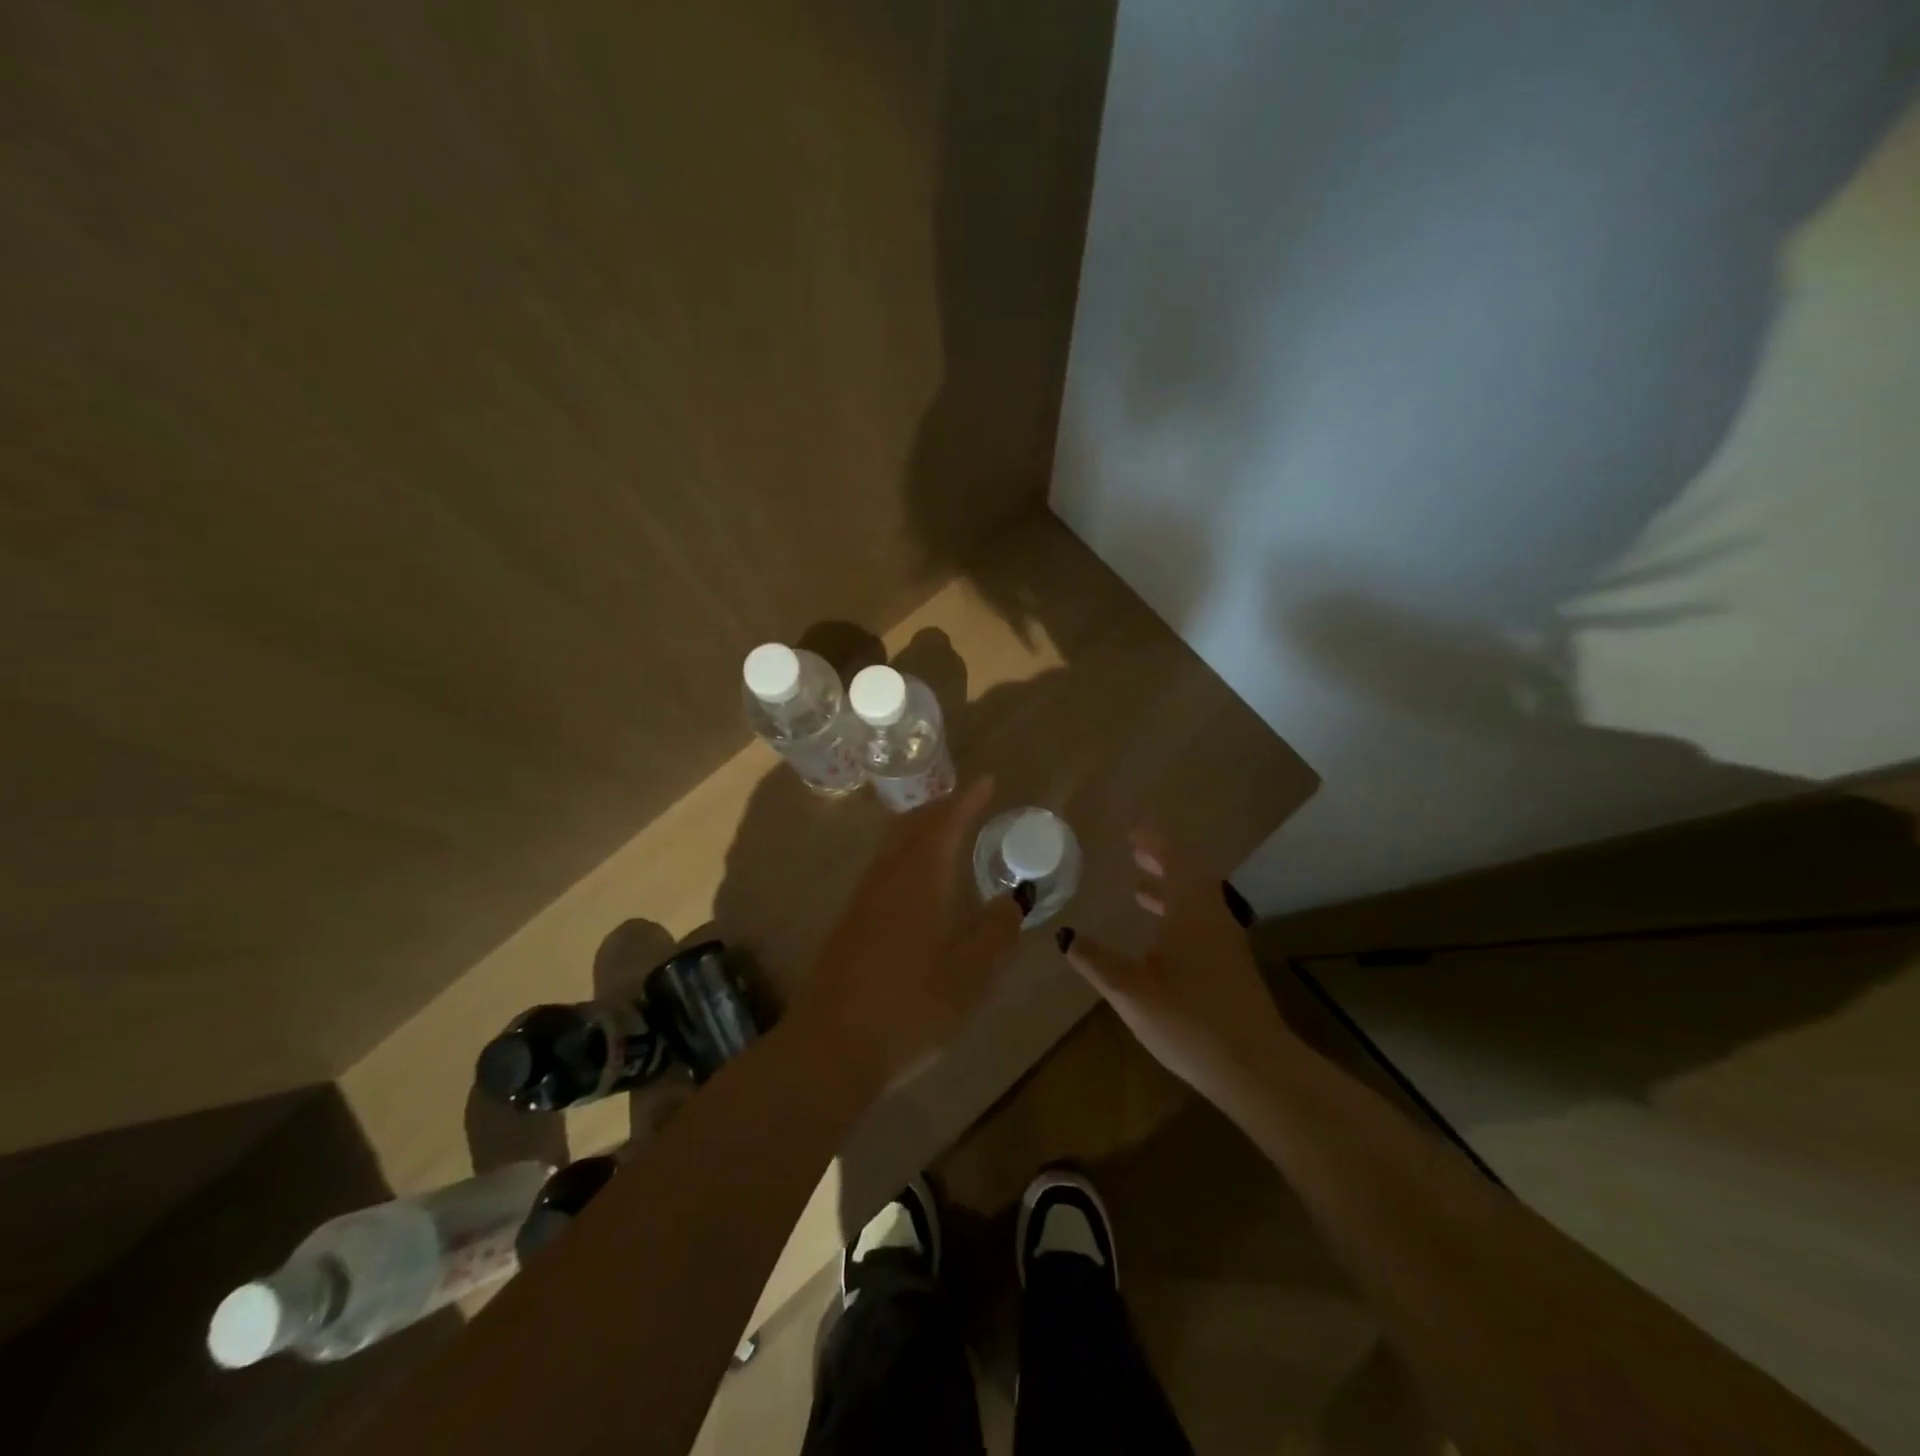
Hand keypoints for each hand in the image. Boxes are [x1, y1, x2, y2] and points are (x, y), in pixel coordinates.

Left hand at [799, 777, 1022, 1089]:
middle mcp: (888, 877)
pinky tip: (918, 882)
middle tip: (968, 801)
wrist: (830, 1048)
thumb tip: (1014, 899)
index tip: (987, 782)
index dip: (968, 800)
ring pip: (894, 845)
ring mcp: (863, 899)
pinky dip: (907, 854)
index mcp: (920, 879)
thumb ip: (997, 932)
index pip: (946, 823)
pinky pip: (884, 868)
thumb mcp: (971, 975)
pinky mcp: (850, 922)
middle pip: (913, 824)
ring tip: (947, 833)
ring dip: (921, 829)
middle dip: (942, 807)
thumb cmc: (911, 1009)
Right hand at [1060, 828, 1298, 1119]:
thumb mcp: (1130, 990)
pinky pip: (1201, 920)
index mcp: (1190, 910)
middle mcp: (1212, 916)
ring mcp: (1226, 941)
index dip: (1152, 841)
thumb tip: (1065, 935)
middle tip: (1134, 851)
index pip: (1173, 859)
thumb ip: (1095, 960)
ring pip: (1197, 900)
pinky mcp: (1231, 965)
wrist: (1253, 1067)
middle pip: (1189, 875)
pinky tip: (1160, 936)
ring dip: (1170, 888)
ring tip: (1139, 889)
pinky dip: (1178, 912)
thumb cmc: (1188, 1019)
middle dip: (1161, 860)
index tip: (1131, 829)